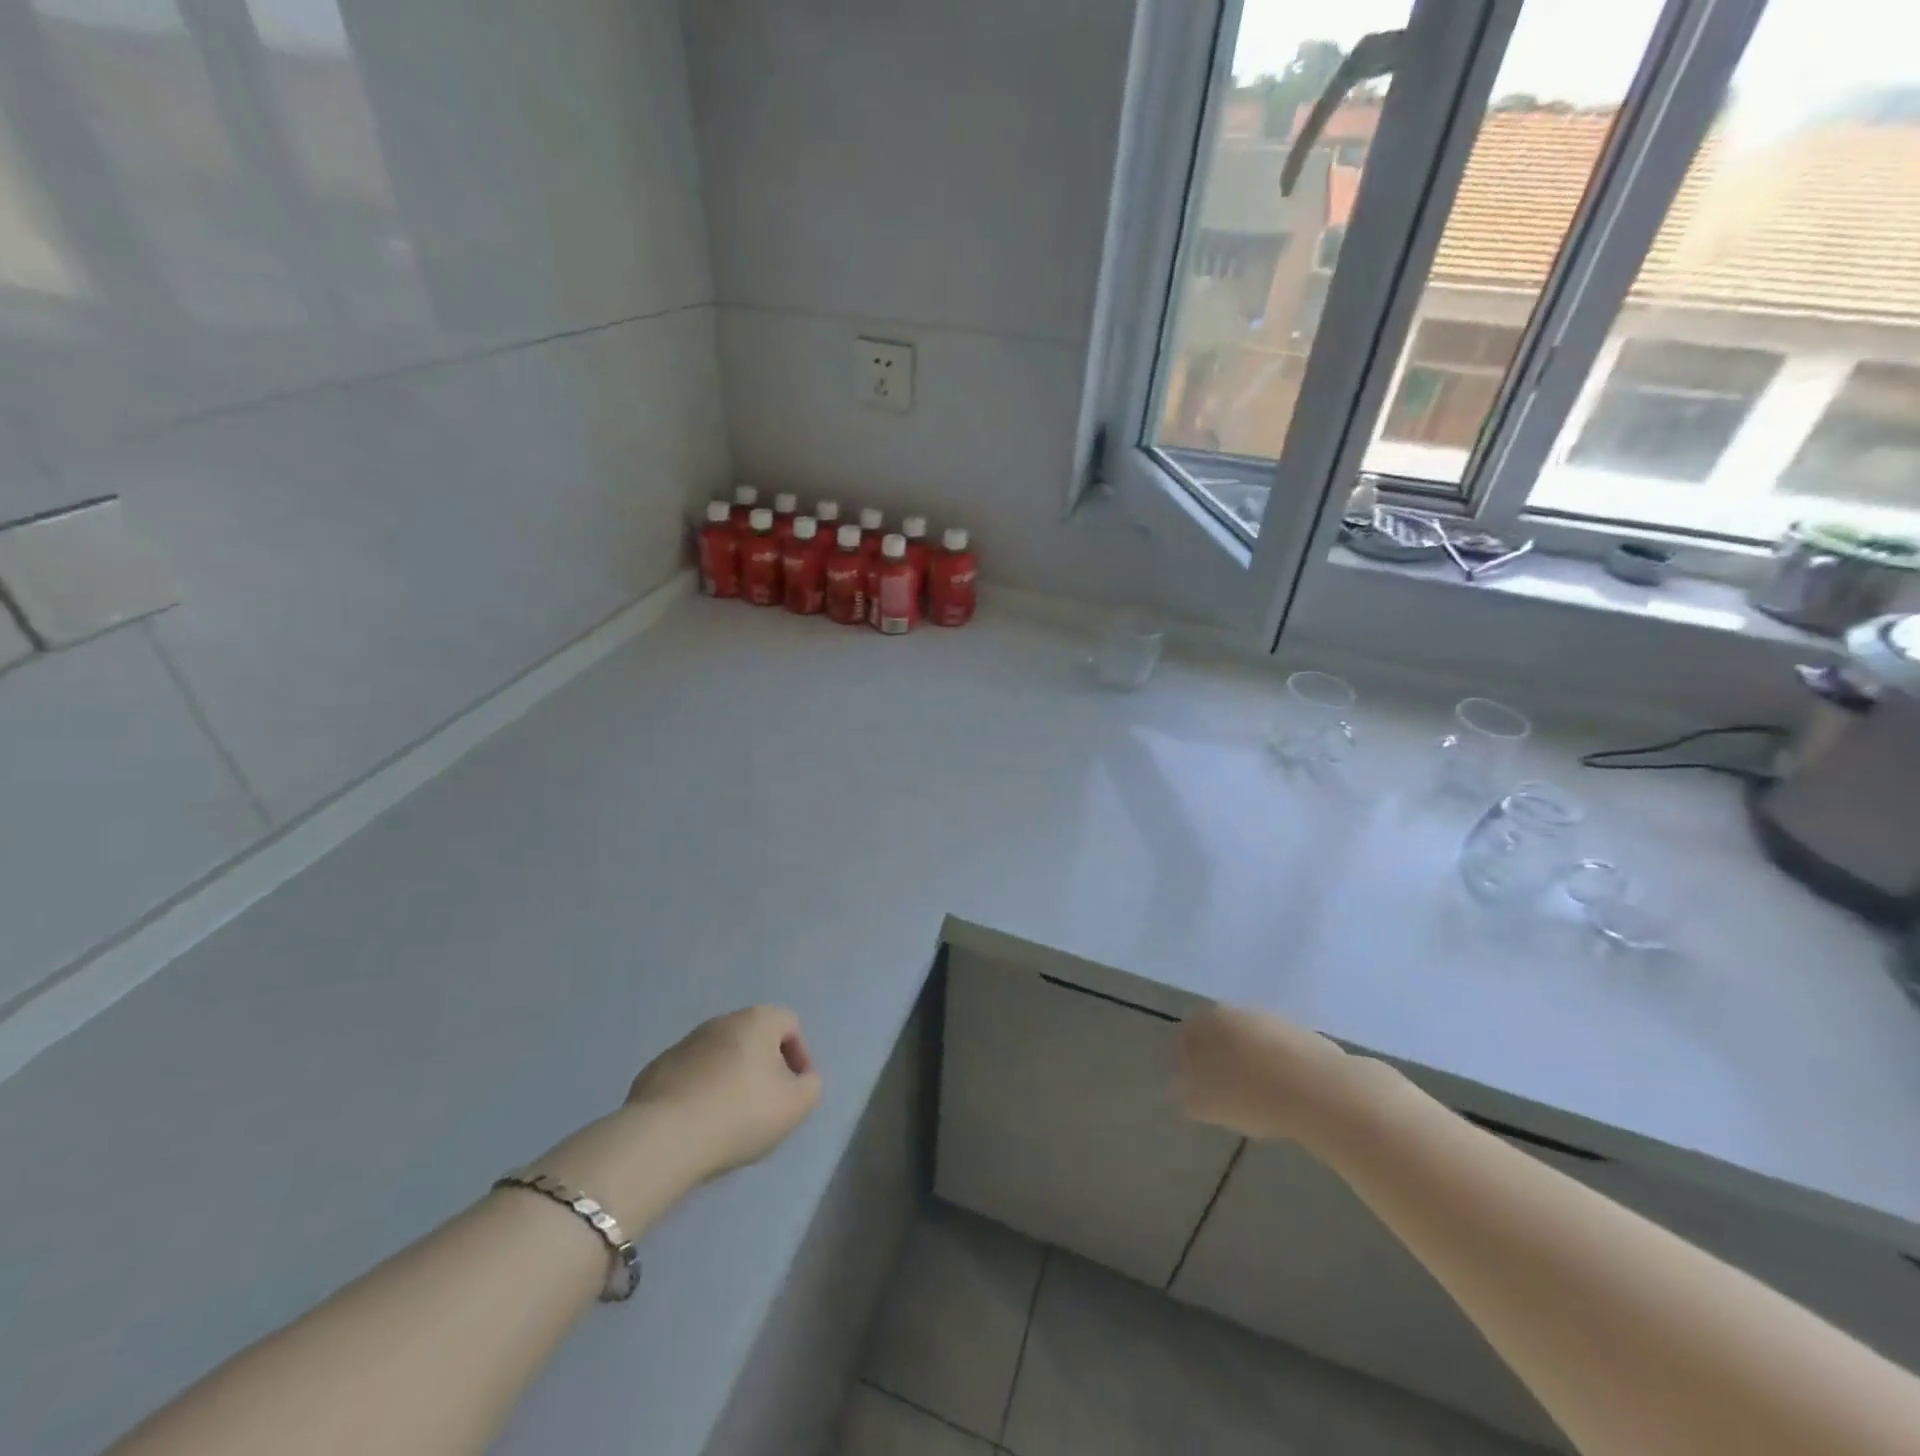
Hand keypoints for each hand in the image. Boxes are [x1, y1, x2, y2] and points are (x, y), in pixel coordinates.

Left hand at [529, 1007, 820, 1230]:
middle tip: (765, 1105)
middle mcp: (721, 1021)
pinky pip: (689, 1076)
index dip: (800, 1055)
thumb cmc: (740, 1114)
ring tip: (729, 1118)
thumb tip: (802, 1079)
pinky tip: (698, 1123)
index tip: (794, 1090)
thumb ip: (811, 1086)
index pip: (790, 1024)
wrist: (665, 1138)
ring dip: (730, 1078)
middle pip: (754, 1038)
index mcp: (757, 1020)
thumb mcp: (796, 1106)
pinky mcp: (655, 1069)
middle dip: (764, 1067)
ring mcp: (684, 1044)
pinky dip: (699, 1091)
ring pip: (720, 1056)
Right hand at [1175, 1003, 1385, 1144]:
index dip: (1184, 1058)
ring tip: (1252, 1100)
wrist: (1324, 1093)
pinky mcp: (1309, 1041)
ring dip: (1248, 1065)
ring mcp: (1278, 1023)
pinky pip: (1281, 1056)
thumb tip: (1179, 1089)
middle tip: (1218, 1092)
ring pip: (1253, 1043)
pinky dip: (1276, 1072)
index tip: (1189, 1085)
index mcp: (1212, 1019)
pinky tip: (1282, 1098)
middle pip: (1221, 1033)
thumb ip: (1187, 1094)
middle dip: (1217, 1059)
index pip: (1188, 1031)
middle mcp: (1242, 1012)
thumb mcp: (1206, 1102)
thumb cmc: (1252, 1094)